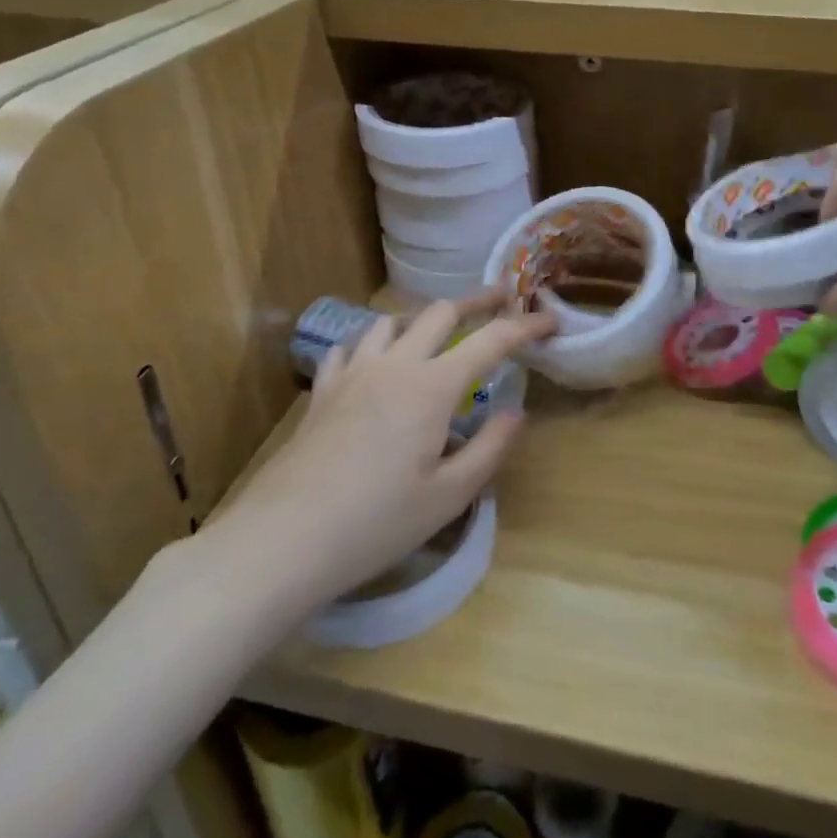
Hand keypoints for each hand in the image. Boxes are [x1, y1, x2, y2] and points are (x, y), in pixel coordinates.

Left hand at [226, 294, 556, 613]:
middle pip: (440, 312)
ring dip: (422, 318)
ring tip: (437, 331)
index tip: (550, 320)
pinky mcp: (323, 390)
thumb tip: (516, 413)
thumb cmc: (376, 522)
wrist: (285, 538)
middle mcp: (395, 364)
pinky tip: (373, 361)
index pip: (491, 341)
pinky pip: (350, 347)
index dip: (526, 326)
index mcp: (432, 386)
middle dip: (477, 300)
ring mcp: (354, 372)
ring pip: (391, 320)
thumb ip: (489, 449)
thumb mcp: (448, 497)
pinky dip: (371, 343)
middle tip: (502, 299)